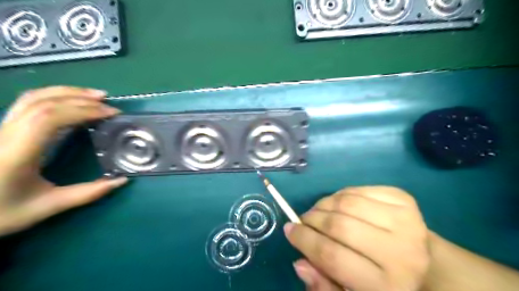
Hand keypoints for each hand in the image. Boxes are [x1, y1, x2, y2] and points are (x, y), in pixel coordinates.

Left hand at [0, 86, 127, 236]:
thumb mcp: (47, 207)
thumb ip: (87, 193)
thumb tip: (122, 180)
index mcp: (16, 153)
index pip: (49, 118)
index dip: (83, 110)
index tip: (110, 114)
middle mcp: (5, 134)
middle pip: (43, 102)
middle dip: (81, 99)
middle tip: (109, 104)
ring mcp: (1, 129)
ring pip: (33, 98)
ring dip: (67, 93)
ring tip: (95, 96)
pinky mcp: (3, 129)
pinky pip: (29, 104)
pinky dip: (55, 97)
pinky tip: (72, 102)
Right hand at [283, 187, 429, 290]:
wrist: (426, 263)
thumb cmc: (384, 282)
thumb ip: (325, 285)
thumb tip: (300, 263)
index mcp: (388, 286)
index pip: (332, 256)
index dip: (304, 240)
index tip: (289, 230)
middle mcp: (400, 252)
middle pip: (339, 226)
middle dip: (312, 219)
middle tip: (303, 220)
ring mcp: (405, 221)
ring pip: (347, 203)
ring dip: (324, 204)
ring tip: (319, 211)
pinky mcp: (404, 200)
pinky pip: (358, 190)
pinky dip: (341, 194)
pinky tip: (338, 203)